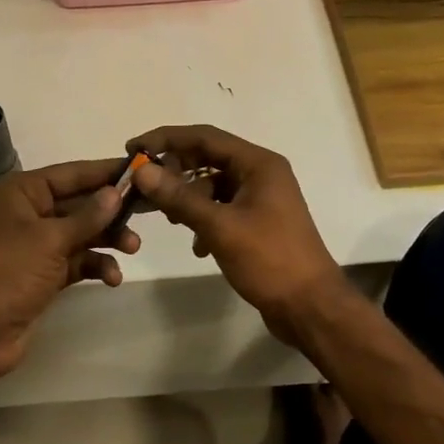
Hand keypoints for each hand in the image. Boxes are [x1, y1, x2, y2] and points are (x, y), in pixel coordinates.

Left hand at [0, 159, 140, 380]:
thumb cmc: (8, 272)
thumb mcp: (50, 239)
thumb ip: (88, 216)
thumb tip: (116, 192)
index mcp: (21, 192)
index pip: (71, 173)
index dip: (105, 171)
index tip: (141, 167)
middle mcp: (28, 213)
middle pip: (79, 203)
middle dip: (110, 210)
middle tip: (147, 211)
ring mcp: (35, 245)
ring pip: (81, 233)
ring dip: (107, 239)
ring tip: (132, 248)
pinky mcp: (43, 274)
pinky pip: (77, 260)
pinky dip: (95, 265)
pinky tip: (112, 277)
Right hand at [123, 125, 343, 340]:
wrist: (310, 307)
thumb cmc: (270, 260)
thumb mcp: (220, 227)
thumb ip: (179, 198)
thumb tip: (141, 171)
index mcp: (258, 164)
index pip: (204, 137)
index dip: (166, 139)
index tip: (133, 148)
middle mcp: (261, 173)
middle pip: (207, 158)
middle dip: (174, 171)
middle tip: (142, 186)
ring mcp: (260, 198)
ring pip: (212, 185)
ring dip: (187, 198)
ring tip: (166, 218)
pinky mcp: (257, 222)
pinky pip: (221, 208)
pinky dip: (203, 219)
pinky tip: (197, 246)